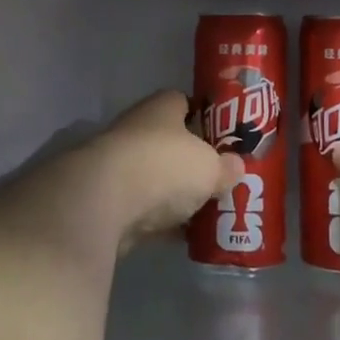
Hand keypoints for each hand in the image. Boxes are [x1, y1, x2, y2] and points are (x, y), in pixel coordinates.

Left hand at [63, 91, 241, 252]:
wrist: (102, 201)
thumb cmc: (163, 166)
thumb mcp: (209, 166)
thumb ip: (225, 167)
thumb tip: (236, 167)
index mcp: (162, 107)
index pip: (184, 102)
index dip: (205, 119)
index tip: (223, 139)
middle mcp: (138, 128)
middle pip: (170, 142)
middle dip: (191, 162)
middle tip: (218, 180)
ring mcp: (119, 164)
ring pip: (156, 176)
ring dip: (175, 194)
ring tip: (206, 211)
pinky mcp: (108, 199)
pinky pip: (143, 207)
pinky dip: (160, 221)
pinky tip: (182, 237)